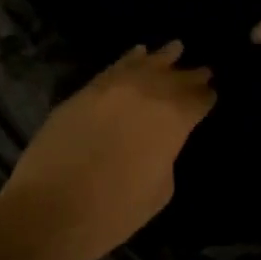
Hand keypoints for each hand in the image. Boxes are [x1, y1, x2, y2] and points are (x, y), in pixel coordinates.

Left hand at [0, 42, 215, 259]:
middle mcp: (145, 93)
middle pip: (174, 77)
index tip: (212, 94)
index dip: (206, 97)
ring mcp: (111, 88)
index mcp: (172, 119)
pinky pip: (113, 68)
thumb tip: (159, 141)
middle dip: (190, 75)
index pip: (197, 100)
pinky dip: (128, 59)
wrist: (49, 210)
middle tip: (203, 70)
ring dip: (162, 58)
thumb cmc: (113, 211)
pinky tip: (137, 53)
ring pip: (144, 64)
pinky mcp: (83, 92)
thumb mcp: (159, 190)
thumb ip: (166, 156)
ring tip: (175, 48)